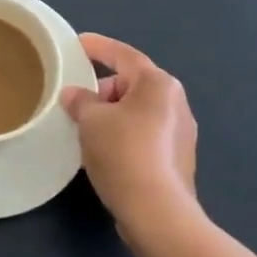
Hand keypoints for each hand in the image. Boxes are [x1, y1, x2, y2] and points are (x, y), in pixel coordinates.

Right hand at [60, 33, 197, 232]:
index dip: (98, 47)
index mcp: (158, 84)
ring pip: (138, 111)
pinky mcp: (178, 160)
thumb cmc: (124, 153)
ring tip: (87, 128)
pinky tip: (106, 152)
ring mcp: (181, 133)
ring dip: (113, 114)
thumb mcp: (91, 121)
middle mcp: (176, 102)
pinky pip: (145, 134)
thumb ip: (80, 100)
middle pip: (132, 84)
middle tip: (77, 101)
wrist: (158, 213)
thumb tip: (74, 95)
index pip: (124, 55)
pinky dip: (125, 135)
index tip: (78, 43)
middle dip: (103, 89)